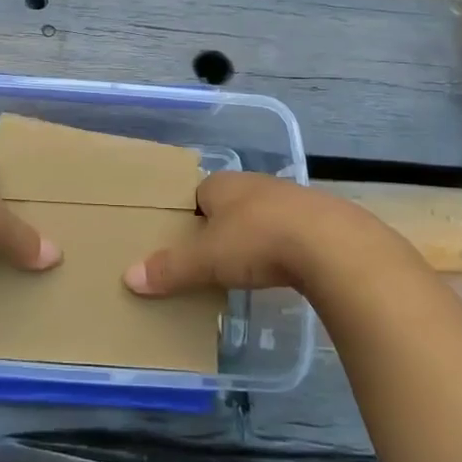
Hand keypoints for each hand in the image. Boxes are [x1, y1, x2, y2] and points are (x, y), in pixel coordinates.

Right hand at [122, 172, 392, 296]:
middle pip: (229, 204)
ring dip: (255, 236)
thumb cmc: (258, 241)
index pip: (197, 193)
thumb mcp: (207, 260)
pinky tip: (283, 269)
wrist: (332, 245)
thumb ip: (170, 269)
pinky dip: (283, 248)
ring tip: (246, 267)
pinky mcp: (320, 220)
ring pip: (262, 216)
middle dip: (221, 226)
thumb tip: (129, 278)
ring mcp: (291, 199)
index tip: (183, 241)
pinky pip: (291, 232)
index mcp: (223, 184)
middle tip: (210, 258)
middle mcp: (255, 183)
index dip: (189, 215)